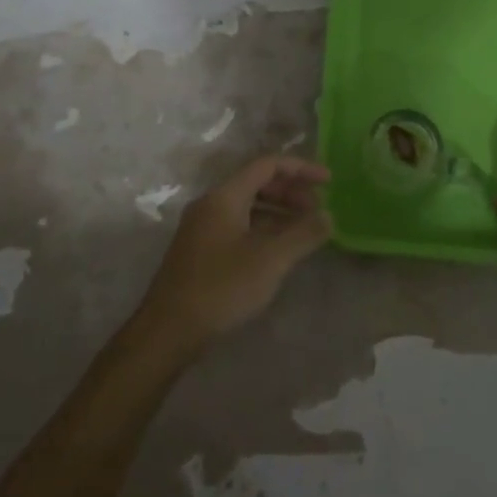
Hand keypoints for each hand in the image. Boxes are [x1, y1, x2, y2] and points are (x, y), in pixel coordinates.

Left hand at [135, 155, 331, 354]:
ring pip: (248, 206)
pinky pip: (239, 225)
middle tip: (318, 210)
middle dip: (291, 192)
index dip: (301, 169)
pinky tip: (279, 250)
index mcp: (224, 196)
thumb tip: (328, 217)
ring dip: (279, 212)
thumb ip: (303, 234)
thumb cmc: (222, 288)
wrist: (168, 331)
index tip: (328, 181)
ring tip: (305, 230)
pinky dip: (263, 229)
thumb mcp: (270, 260)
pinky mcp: (200, 251)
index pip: (267, 165)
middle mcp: (211, 204)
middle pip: (257, 183)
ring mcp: (203, 228)